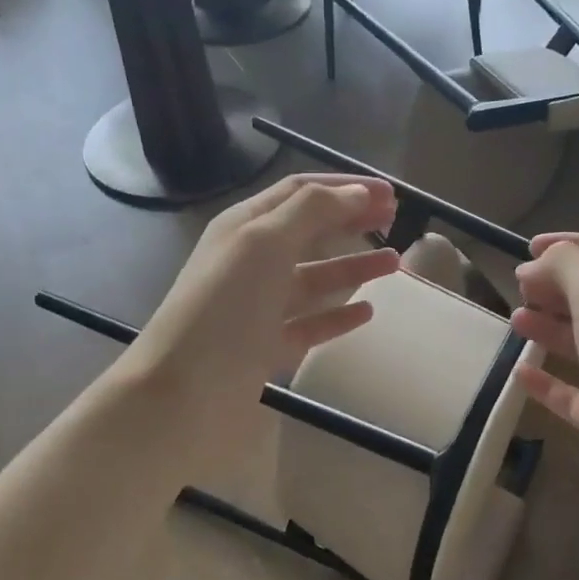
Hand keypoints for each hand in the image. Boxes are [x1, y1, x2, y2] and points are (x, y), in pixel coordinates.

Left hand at [122, 174, 399, 472]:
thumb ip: (313, 211)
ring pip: (314, 278)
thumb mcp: (265, 243)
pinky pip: (311, 323)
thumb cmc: (224, 307)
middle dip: (351, 220)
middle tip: (395, 221)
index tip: (391, 193)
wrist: (184, 392)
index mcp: (245, 226)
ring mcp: (259, 306)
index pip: (300, 191)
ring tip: (395, 264)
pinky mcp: (267, 347)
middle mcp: (251, 261)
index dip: (345, 187)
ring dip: (353, 266)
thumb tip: (359, 192)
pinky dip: (339, 315)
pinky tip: (367, 312)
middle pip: (309, 230)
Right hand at [510, 233, 578, 528]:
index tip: (528, 249)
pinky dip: (547, 382)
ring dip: (549, 328)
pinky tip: (519, 374)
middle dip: (557, 287)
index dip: (573, 245)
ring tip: (516, 322)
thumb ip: (569, 266)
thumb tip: (538, 265)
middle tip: (519, 288)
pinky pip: (574, 394)